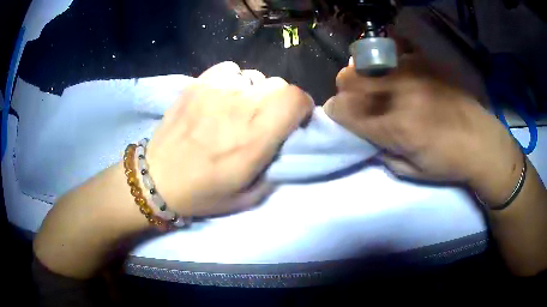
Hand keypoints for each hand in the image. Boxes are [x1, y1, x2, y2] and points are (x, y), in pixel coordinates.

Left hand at [146, 62, 313, 215]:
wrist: (157, 179)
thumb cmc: (202, 193)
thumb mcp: (248, 196)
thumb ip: (273, 168)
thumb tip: (280, 143)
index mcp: (255, 138)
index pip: (295, 99)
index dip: (303, 106)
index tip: (295, 119)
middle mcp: (239, 107)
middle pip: (278, 84)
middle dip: (280, 101)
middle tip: (265, 118)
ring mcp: (216, 91)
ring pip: (254, 76)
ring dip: (255, 92)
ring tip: (238, 108)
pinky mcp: (197, 83)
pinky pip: (229, 70)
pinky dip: (233, 81)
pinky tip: (221, 97)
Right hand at [324, 51, 522, 204]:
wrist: (482, 142)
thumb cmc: (449, 163)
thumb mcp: (412, 171)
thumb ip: (383, 153)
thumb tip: (368, 136)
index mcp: (395, 127)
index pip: (343, 110)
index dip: (335, 113)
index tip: (341, 118)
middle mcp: (399, 94)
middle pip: (347, 79)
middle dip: (345, 92)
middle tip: (358, 102)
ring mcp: (412, 72)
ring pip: (365, 62)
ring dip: (362, 75)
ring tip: (376, 86)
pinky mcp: (424, 61)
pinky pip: (392, 52)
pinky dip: (385, 62)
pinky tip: (397, 73)